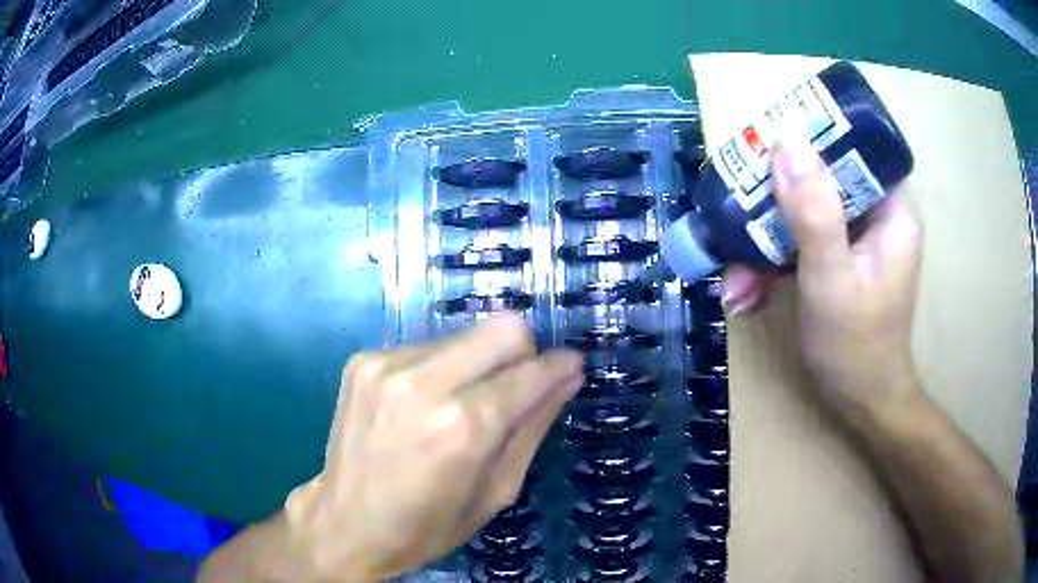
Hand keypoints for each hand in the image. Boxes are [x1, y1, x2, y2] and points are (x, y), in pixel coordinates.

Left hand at [284, 314, 583, 580]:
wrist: (345, 523)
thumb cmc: (428, 525)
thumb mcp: (497, 491)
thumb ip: (534, 427)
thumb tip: (567, 377)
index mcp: (462, 427)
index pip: (530, 372)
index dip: (559, 366)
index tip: (571, 367)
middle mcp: (422, 382)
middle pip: (503, 327)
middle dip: (523, 353)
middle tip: (516, 388)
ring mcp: (386, 364)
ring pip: (465, 334)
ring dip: (478, 363)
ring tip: (462, 404)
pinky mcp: (363, 360)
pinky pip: (426, 346)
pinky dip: (440, 369)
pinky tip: (424, 404)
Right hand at [723, 138, 923, 411]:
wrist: (860, 402)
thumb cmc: (856, 346)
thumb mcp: (832, 279)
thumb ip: (814, 213)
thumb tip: (785, 143)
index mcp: (892, 208)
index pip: (856, 145)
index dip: (814, 135)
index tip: (770, 145)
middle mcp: (875, 213)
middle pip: (822, 176)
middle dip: (775, 200)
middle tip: (737, 216)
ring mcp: (855, 235)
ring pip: (804, 209)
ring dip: (765, 239)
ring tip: (735, 280)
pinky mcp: (837, 255)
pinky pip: (800, 238)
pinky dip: (772, 260)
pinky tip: (747, 291)